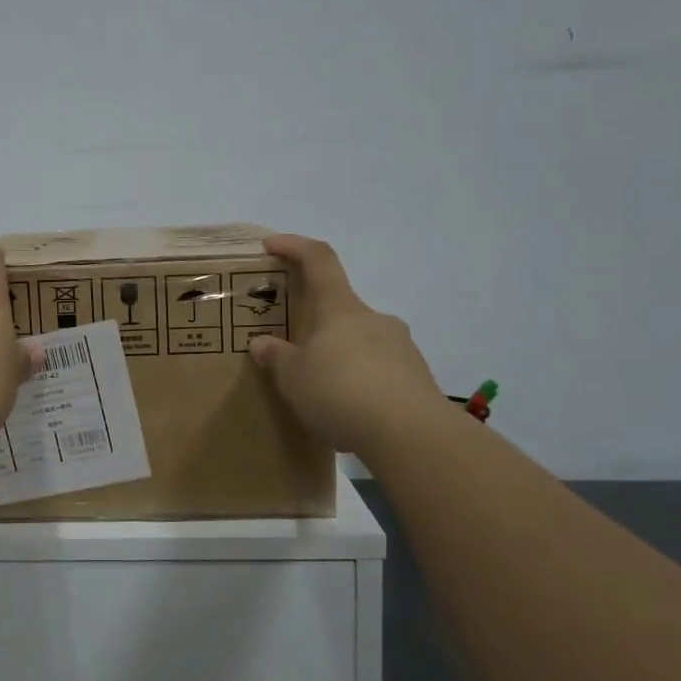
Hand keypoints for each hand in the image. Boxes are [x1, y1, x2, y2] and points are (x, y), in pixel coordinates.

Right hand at [248, 234, 448, 452]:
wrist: (411, 435)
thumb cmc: (341, 393)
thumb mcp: (293, 378)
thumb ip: (277, 357)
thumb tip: (263, 344)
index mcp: (340, 309)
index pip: (319, 260)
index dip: (294, 246)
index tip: (272, 245)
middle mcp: (374, 318)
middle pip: (340, 307)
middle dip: (316, 324)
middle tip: (294, 349)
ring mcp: (401, 346)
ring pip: (361, 341)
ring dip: (339, 356)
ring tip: (320, 390)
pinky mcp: (417, 377)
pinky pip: (380, 370)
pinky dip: (360, 381)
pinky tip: (348, 411)